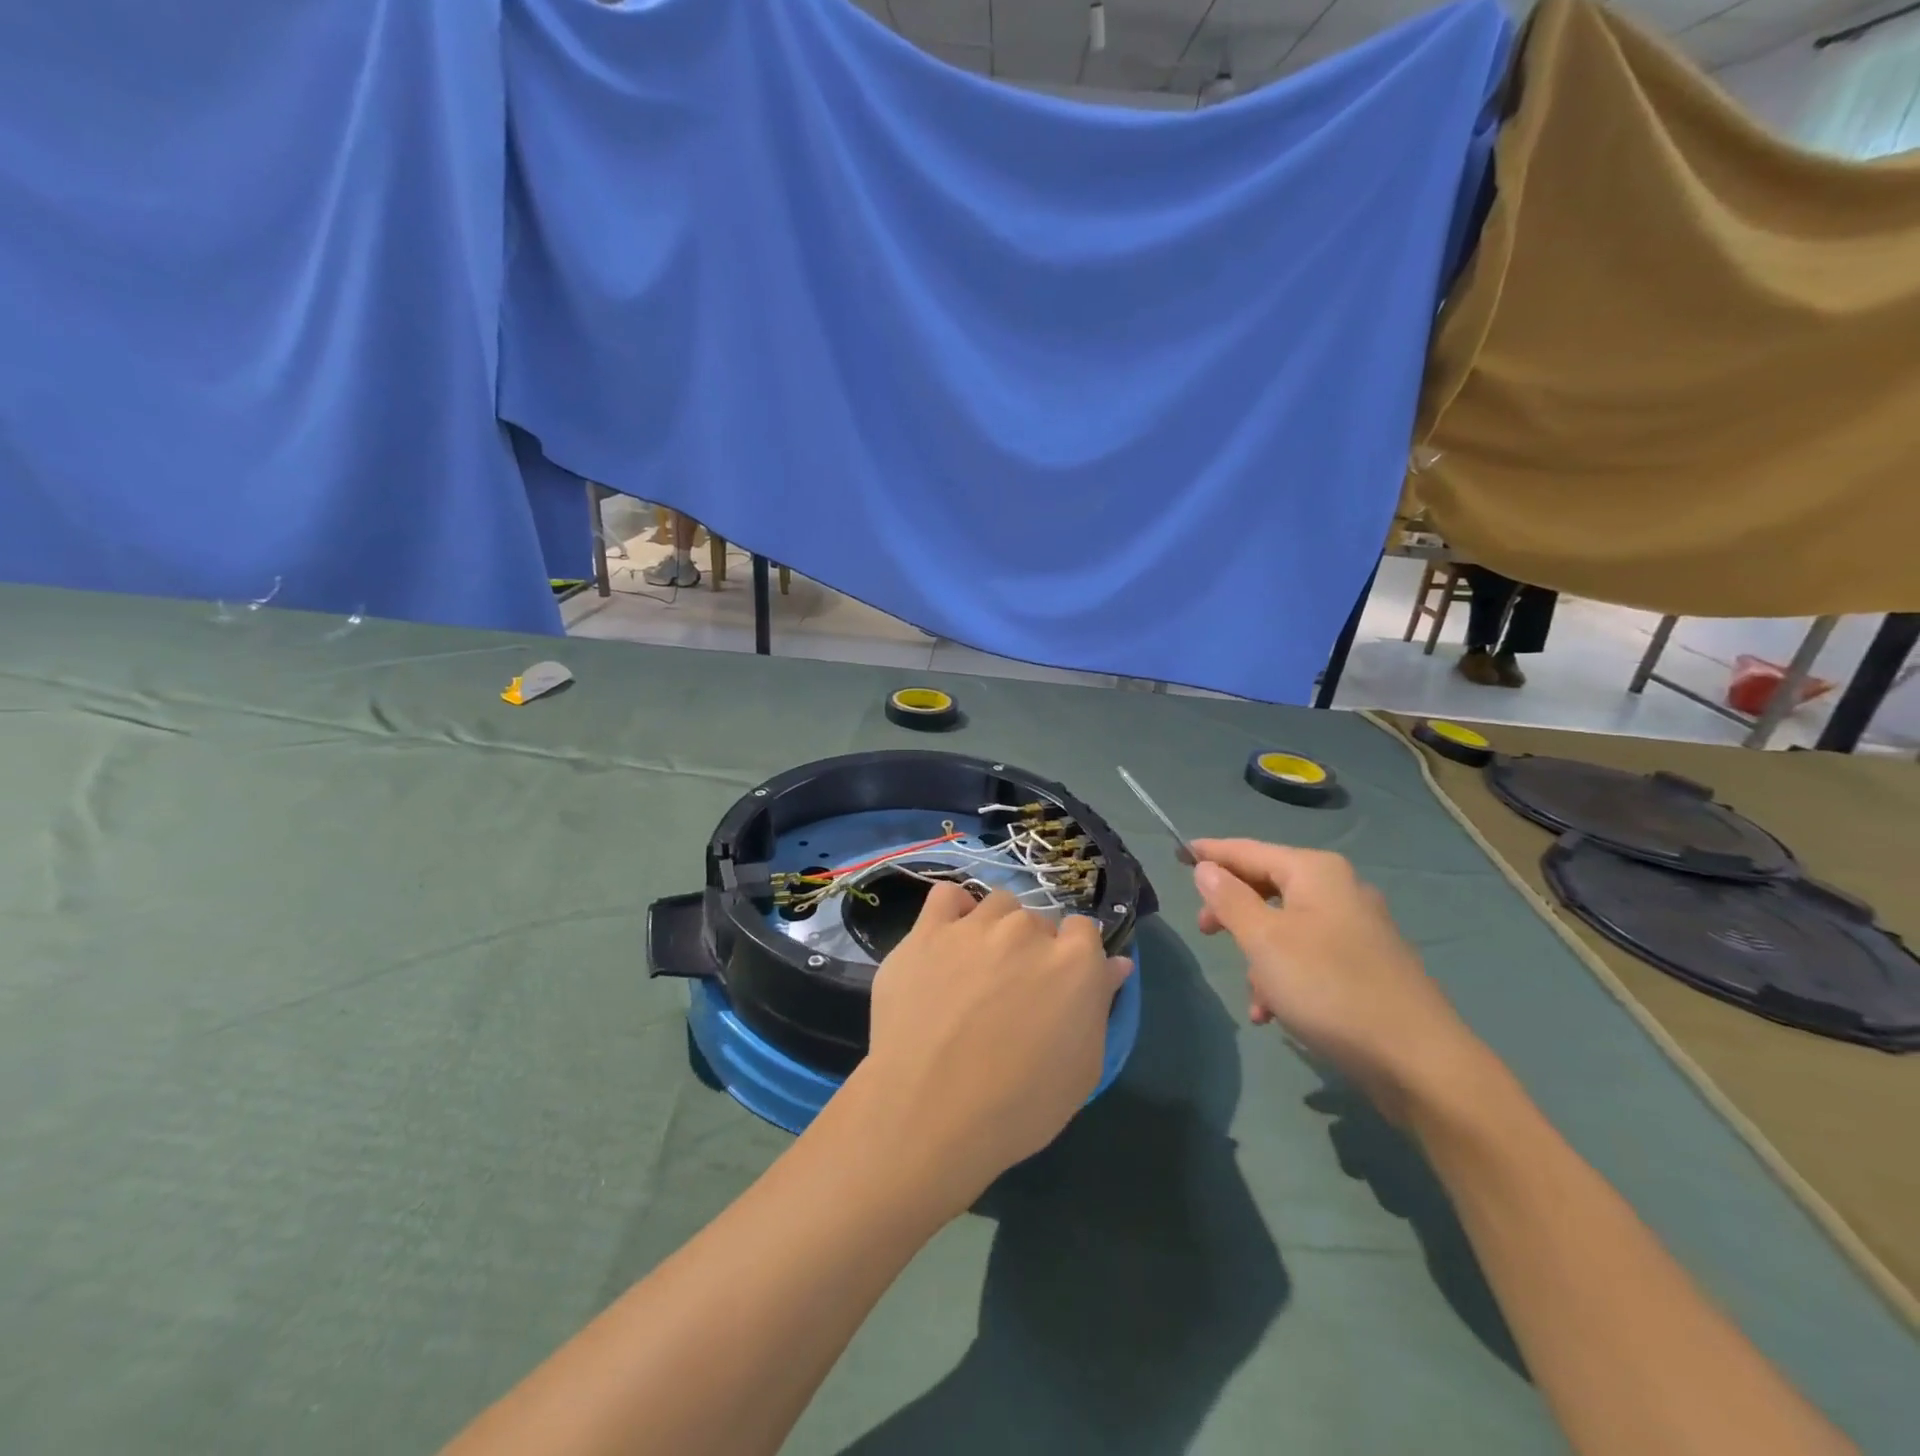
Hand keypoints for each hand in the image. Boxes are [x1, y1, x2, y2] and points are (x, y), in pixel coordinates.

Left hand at [855, 884, 1132, 1204]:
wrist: (928, 1113)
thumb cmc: (1017, 1106)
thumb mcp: (1082, 1069)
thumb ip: (1100, 1005)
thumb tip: (1117, 963)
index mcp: (1075, 961)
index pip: (1084, 930)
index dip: (1073, 958)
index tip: (1058, 988)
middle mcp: (1028, 930)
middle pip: (1038, 921)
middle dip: (1033, 949)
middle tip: (1013, 992)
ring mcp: (975, 926)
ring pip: (997, 905)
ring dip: (996, 929)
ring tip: (978, 970)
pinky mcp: (927, 931)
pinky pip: (947, 896)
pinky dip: (953, 910)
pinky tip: (949, 939)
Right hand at [1189, 839, 1487, 1124]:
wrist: (1417, 1061)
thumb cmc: (1328, 987)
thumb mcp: (1263, 940)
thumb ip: (1229, 899)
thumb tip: (1206, 868)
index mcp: (1315, 871)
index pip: (1247, 850)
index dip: (1210, 852)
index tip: (1176, 853)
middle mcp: (1339, 890)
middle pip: (1267, 885)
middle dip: (1233, 911)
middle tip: (1205, 932)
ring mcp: (1358, 928)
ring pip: (1286, 926)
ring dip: (1258, 955)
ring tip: (1252, 995)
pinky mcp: (1367, 964)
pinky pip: (1309, 956)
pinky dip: (1285, 976)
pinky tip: (1274, 1013)